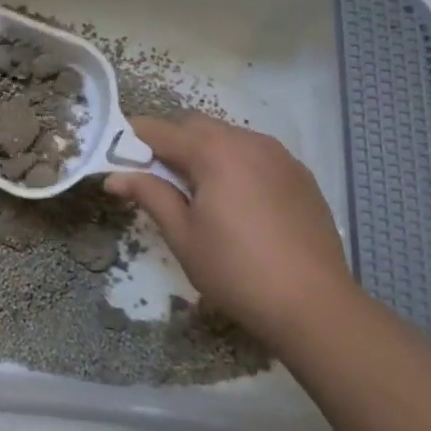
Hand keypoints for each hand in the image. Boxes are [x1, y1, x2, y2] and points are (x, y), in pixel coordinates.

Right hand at [106, 115, 353, 341]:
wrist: (315, 305)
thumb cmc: (236, 270)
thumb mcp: (183, 235)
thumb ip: (149, 195)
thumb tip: (115, 177)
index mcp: (214, 151)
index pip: (159, 130)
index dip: (132, 140)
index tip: (116, 159)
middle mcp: (247, 141)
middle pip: (194, 126)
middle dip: (169, 143)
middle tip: (156, 180)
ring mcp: (279, 156)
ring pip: (227, 137)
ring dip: (203, 152)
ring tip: (197, 193)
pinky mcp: (300, 175)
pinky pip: (255, 154)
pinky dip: (234, 164)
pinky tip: (236, 202)